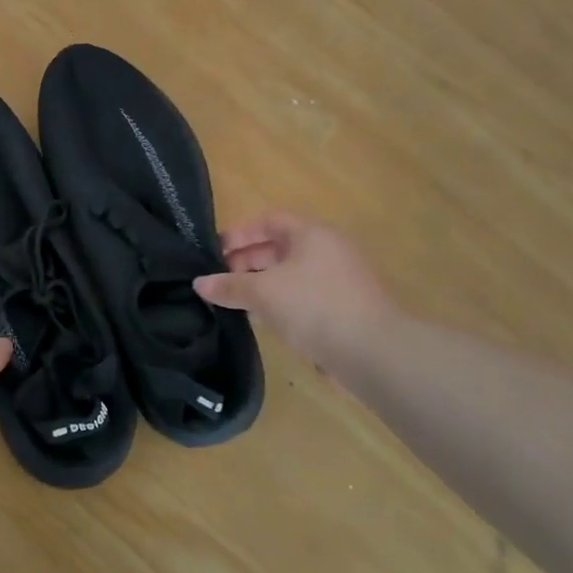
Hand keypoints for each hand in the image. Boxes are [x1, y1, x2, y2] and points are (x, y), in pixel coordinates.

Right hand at [193, 211, 393, 378]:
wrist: (374, 352)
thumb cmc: (315, 307)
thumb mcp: (263, 293)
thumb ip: (229, 286)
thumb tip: (199, 283)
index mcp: (312, 234)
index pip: (269, 220)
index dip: (240, 233)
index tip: (215, 252)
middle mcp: (328, 250)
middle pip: (280, 247)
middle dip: (247, 261)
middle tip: (220, 280)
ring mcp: (340, 280)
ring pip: (291, 274)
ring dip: (261, 284)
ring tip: (234, 301)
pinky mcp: (345, 308)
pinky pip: (304, 296)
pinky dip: (280, 302)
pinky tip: (262, 321)